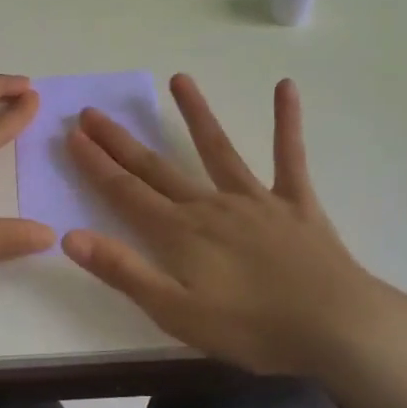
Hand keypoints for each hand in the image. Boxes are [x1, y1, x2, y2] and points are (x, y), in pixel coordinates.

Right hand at [63, 74, 406, 380]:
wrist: (336, 328)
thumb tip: (70, 237)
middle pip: (157, 167)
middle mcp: (211, 205)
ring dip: (196, 114)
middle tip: (94, 111)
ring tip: (179, 78)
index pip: (126, 192)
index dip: (96, 164)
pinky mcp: (296, 203)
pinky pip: (289, 157)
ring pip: (218, 149)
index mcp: (181, 234)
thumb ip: (124, 272)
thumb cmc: (253, 329)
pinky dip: (287, 122)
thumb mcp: (177, 312)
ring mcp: (256, 200)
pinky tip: (285, 87)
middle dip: (122, 141)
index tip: (73, 134)